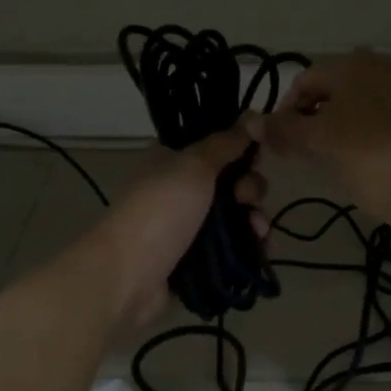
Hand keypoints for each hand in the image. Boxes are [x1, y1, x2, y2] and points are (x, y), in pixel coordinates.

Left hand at [85, 122, 268, 330]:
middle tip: (247, 198)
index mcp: (172, 159)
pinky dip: (249, 242)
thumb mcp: (194, 166)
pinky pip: (232, 243)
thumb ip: (226, 143)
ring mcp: (188, 224)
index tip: (258, 155)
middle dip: (249, 188)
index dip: (241, 149)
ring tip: (258, 230)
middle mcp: (179, 188)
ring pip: (235, 213)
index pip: (215, 146)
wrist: (129, 275)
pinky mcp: (197, 256)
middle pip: (230, 180)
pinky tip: (261, 246)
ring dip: (253, 217)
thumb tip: (253, 115)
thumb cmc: (160, 211)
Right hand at [260, 51, 390, 232]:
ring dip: (348, 125)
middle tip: (309, 152)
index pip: (306, 80)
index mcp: (356, 64)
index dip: (286, 111)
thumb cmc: (369, 158)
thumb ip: (283, 130)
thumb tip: (252, 122)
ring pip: (368, 104)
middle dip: (318, 117)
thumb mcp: (318, 144)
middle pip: (339, 89)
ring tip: (340, 160)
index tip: (281, 144)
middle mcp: (389, 67)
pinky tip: (376, 163)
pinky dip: (378, 135)